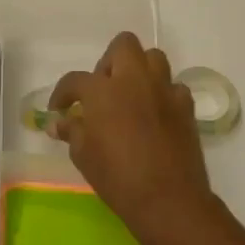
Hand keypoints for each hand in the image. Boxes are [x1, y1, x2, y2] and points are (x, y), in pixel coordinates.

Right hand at [49, 32, 215, 244]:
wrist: (168, 198)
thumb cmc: (117, 177)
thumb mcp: (83, 155)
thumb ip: (71, 131)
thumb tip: (58, 122)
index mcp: (103, 90)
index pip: (75, 80)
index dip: (62, 93)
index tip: (59, 109)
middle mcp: (135, 80)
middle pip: (123, 45)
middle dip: (108, 62)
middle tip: (102, 90)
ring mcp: (164, 90)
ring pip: (153, 58)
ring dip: (139, 70)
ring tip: (130, 95)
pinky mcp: (186, 106)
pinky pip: (173, 87)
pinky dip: (162, 94)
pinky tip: (155, 114)